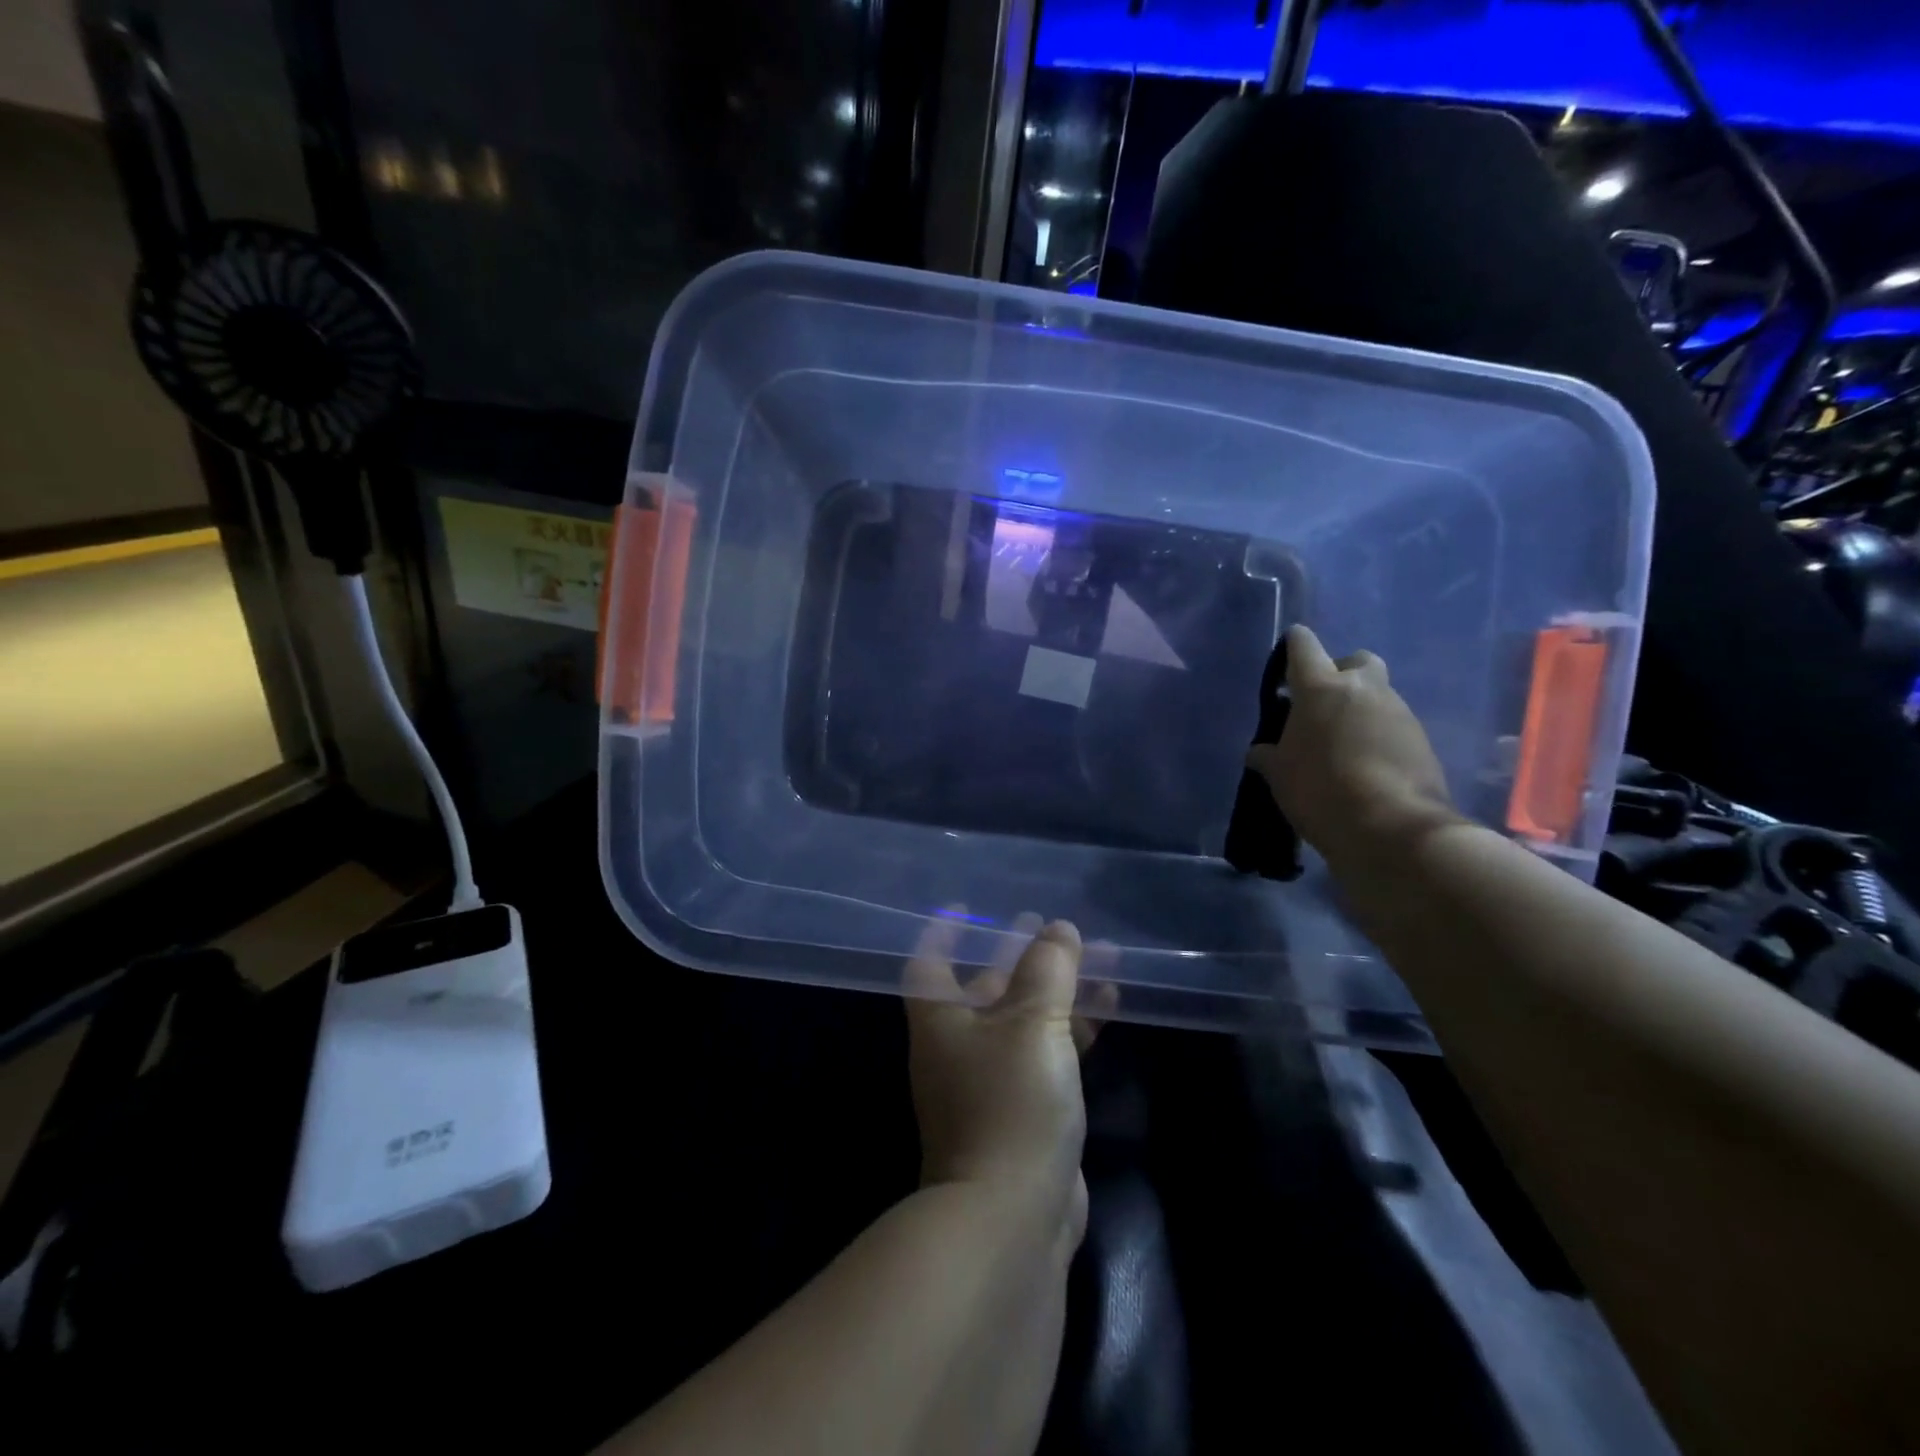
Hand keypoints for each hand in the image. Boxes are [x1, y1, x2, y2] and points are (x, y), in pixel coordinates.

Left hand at [903, 914, 1111, 1241]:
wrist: (1013, 1217)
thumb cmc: (1010, 1102)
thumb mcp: (1031, 1023)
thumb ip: (1047, 969)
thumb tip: (1058, 928)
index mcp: (940, 1020)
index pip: (930, 963)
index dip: (944, 933)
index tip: (967, 907)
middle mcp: (959, 1046)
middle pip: (987, 986)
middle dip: (1018, 954)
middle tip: (1048, 924)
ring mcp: (992, 1080)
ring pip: (1026, 1017)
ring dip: (1058, 987)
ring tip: (1097, 953)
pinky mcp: (1026, 1109)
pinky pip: (1049, 1050)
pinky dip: (1074, 1024)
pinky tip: (1110, 1001)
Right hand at [1245, 624, 1463, 871]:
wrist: (1392, 828)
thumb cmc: (1320, 791)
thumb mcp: (1280, 776)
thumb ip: (1269, 756)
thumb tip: (1260, 752)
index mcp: (1320, 689)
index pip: (1304, 646)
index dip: (1294, 645)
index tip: (1288, 652)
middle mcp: (1363, 689)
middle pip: (1356, 660)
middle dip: (1341, 672)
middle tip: (1323, 703)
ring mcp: (1398, 712)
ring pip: (1378, 694)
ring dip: (1361, 708)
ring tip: (1343, 743)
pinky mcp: (1422, 739)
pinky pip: (1394, 724)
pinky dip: (1380, 735)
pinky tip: (1366, 764)